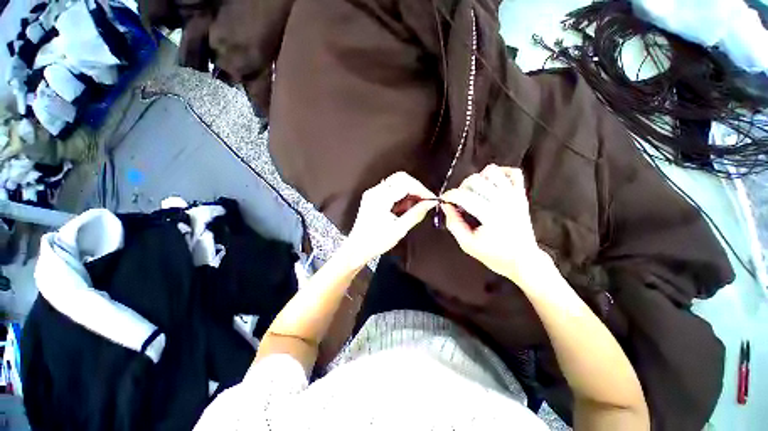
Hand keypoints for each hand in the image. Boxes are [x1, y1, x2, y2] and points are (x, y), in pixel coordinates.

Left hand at [344, 172, 436, 264]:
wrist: (358, 248)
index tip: (431, 199)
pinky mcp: (373, 197)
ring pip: (396, 182)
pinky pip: (391, 189)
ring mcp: (373, 193)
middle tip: (424, 201)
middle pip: (401, 178)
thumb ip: (416, 214)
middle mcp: (375, 192)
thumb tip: (429, 204)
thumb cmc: (375, 241)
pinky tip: (404, 208)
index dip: (421, 190)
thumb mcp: (399, 229)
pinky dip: (401, 195)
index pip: (405, 184)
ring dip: (409, 191)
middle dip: (415, 188)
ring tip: (414, 207)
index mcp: (380, 198)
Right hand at [440, 165, 545, 283]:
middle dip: (462, 187)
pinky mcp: (521, 195)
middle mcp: (503, 201)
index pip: (464, 196)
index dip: (450, 195)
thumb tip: (446, 205)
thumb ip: (454, 223)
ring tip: (476, 192)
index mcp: (490, 215)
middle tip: (460, 200)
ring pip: (493, 171)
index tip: (444, 200)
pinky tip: (492, 184)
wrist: (523, 260)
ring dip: (479, 178)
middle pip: (476, 180)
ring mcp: (514, 196)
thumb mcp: (467, 244)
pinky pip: (513, 173)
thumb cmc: (494, 255)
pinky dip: (501, 173)